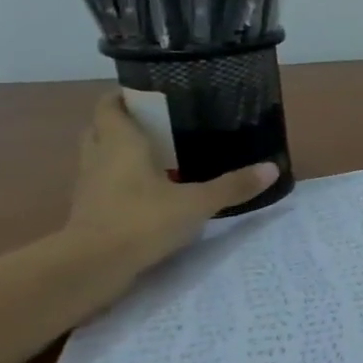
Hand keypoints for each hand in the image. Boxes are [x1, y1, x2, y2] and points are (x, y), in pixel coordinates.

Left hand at [62, 91, 279, 273]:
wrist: (91, 268)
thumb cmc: (141, 220)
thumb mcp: (196, 203)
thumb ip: (232, 186)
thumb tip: (272, 168)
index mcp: (119, 143)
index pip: (110, 105)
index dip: (125, 95)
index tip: (152, 94)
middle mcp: (99, 158)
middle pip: (101, 129)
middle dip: (125, 123)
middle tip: (160, 124)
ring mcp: (90, 187)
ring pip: (101, 157)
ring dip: (120, 153)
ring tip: (159, 155)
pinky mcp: (90, 212)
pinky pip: (105, 185)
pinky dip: (122, 181)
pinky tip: (150, 191)